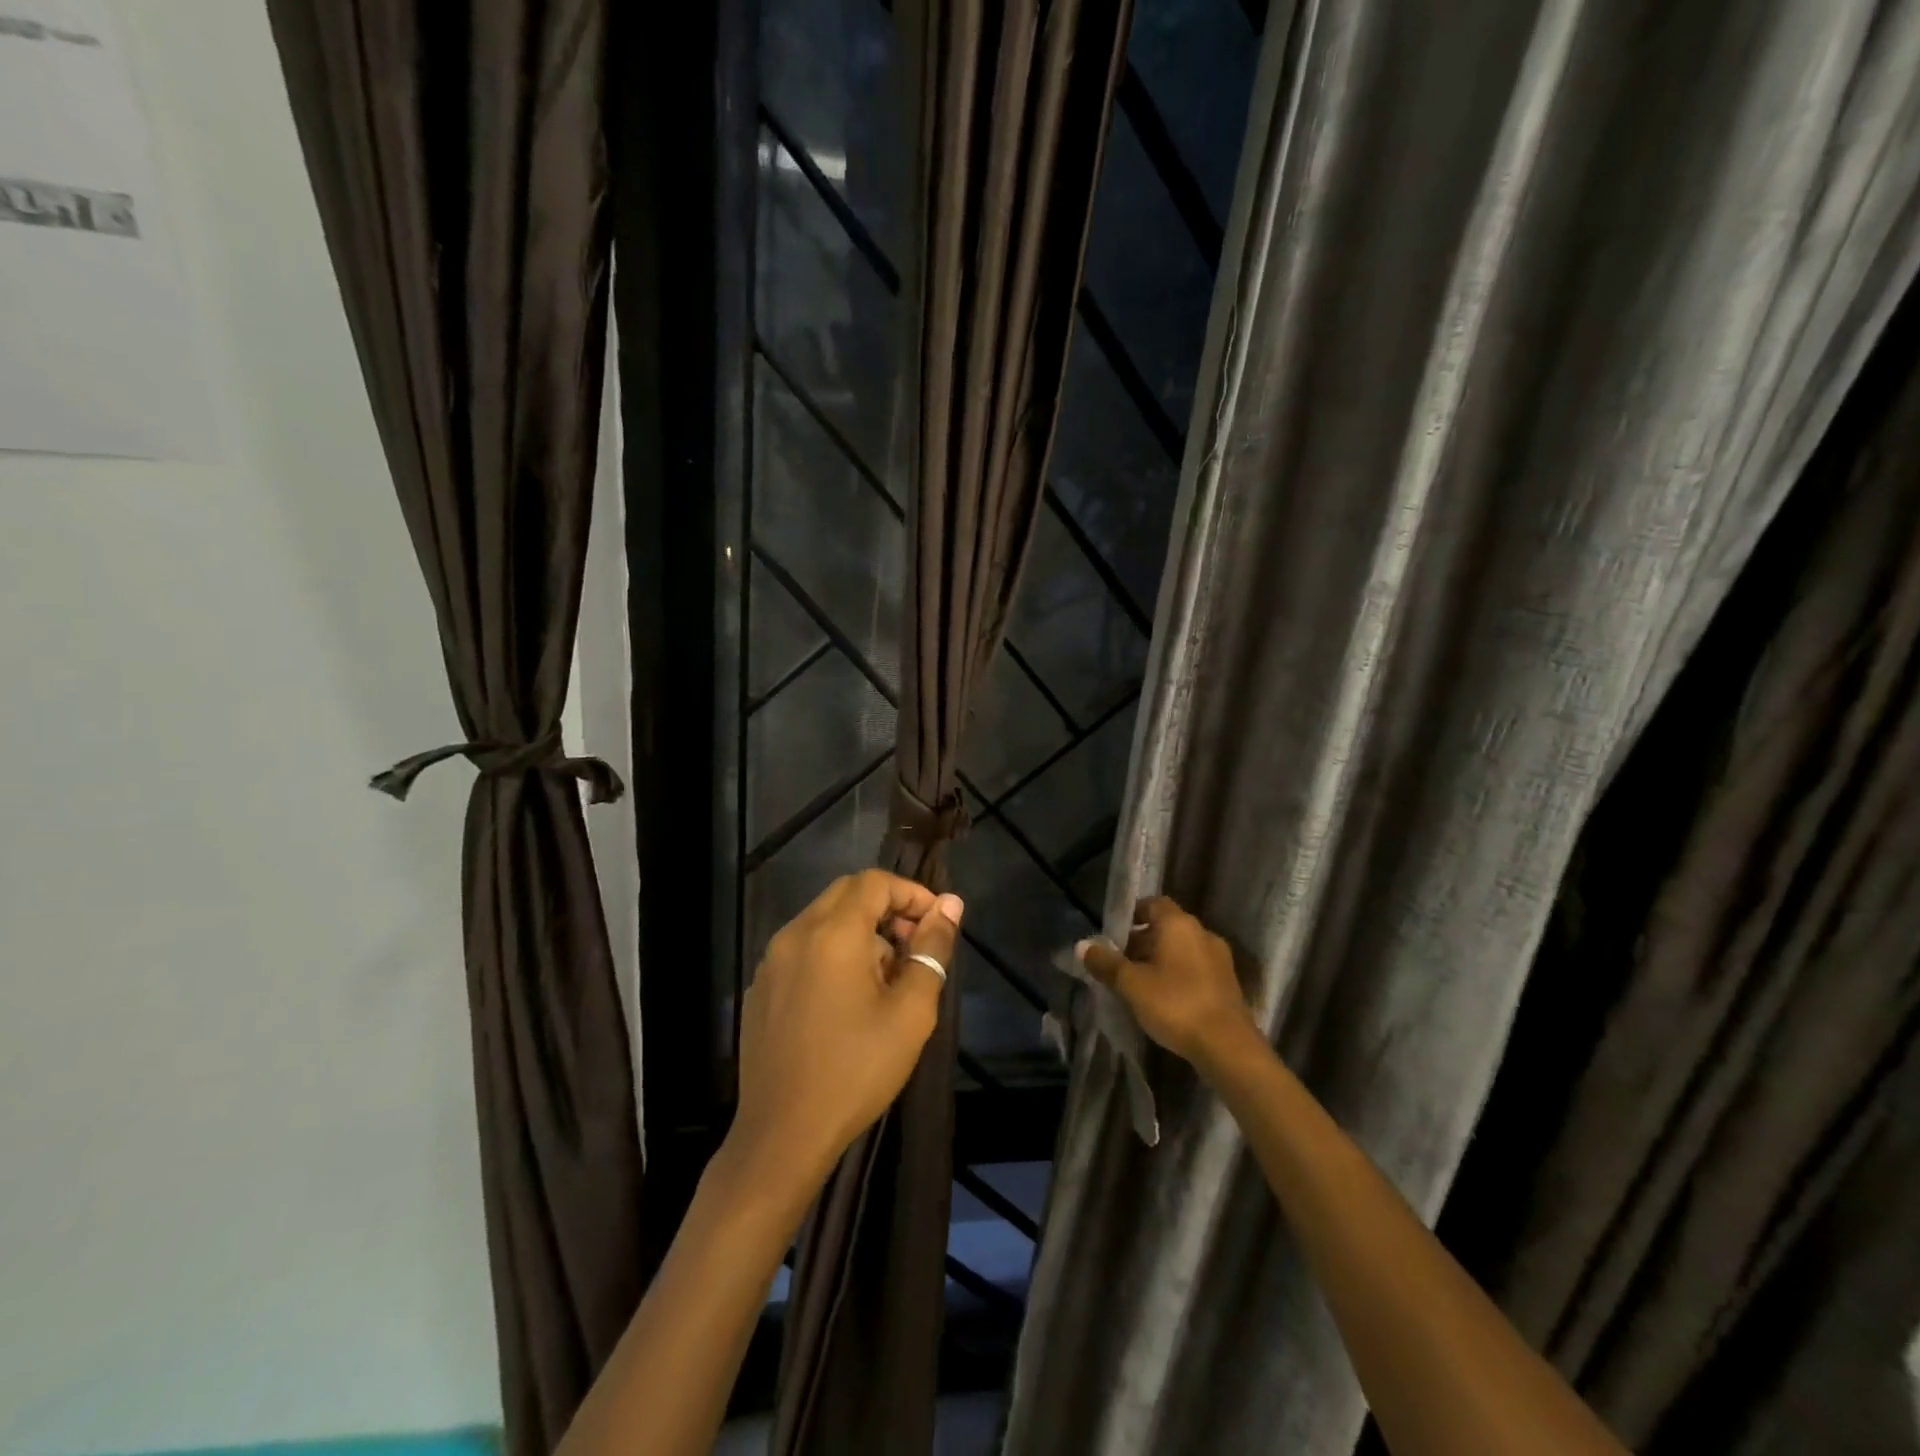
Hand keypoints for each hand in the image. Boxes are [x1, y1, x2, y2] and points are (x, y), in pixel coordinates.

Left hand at [726, 870, 961, 1198]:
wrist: (782, 1134)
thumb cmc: (856, 1069)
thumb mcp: (910, 1012)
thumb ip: (932, 950)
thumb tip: (950, 905)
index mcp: (832, 933)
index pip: (875, 882)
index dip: (911, 894)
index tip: (935, 925)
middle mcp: (795, 933)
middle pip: (847, 894)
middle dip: (887, 910)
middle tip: (914, 949)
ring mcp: (772, 960)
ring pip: (824, 920)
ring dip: (861, 932)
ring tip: (887, 981)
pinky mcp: (761, 987)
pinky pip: (803, 948)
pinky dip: (833, 952)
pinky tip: (848, 1000)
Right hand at [1077, 896, 1256, 1069]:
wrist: (1228, 1048)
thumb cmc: (1175, 1004)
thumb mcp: (1131, 984)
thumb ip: (1106, 963)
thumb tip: (1082, 945)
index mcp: (1179, 924)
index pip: (1153, 903)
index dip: (1132, 914)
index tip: (1114, 934)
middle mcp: (1202, 933)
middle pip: (1166, 927)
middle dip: (1142, 941)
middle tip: (1119, 963)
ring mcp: (1219, 959)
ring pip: (1181, 949)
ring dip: (1160, 959)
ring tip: (1138, 983)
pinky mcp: (1228, 984)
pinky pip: (1195, 968)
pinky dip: (1177, 975)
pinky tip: (1164, 998)